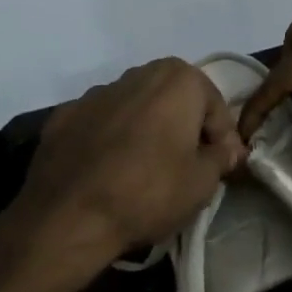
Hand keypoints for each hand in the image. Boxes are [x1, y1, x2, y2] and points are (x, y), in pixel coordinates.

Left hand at [13, 59, 245, 266]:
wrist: (67, 217)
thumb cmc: (149, 192)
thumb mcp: (203, 182)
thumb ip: (222, 157)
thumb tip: (228, 149)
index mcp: (179, 79)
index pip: (215, 108)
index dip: (223, 139)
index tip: (223, 167)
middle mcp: (139, 73)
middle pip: (175, 99)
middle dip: (184, 127)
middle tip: (188, 164)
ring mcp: (97, 93)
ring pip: (136, 108)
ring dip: (146, 130)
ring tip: (146, 170)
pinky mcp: (64, 115)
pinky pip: (101, 124)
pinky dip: (110, 140)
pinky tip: (109, 171)